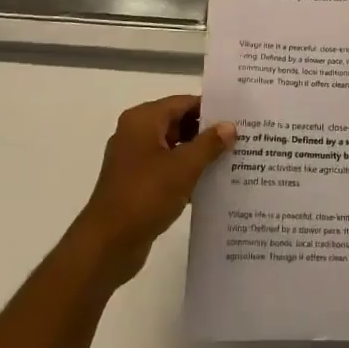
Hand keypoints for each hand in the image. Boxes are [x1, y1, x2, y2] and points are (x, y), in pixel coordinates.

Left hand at [72, 95, 234, 287]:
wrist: (108, 244)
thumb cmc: (145, 196)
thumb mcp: (184, 167)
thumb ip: (209, 143)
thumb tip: (230, 126)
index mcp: (143, 120)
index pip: (183, 103)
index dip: (211, 109)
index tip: (239, 116)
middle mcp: (135, 133)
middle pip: (178, 122)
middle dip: (207, 132)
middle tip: (241, 138)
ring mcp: (134, 159)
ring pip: (173, 147)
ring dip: (198, 154)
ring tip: (232, 159)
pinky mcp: (136, 182)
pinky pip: (166, 168)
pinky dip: (186, 172)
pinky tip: (211, 183)